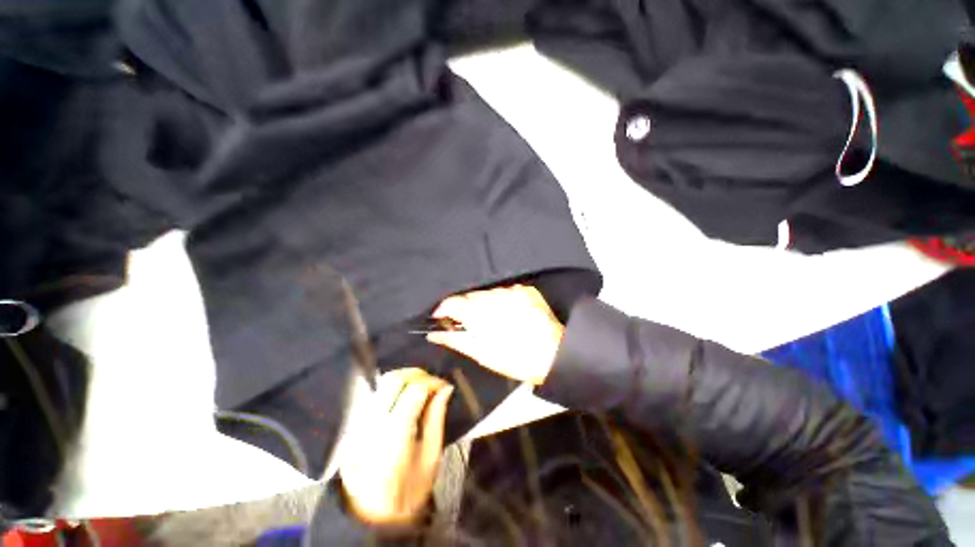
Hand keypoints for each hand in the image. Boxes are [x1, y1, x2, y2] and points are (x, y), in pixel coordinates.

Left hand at [339, 368, 453, 526]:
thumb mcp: (430, 458)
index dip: (432, 381)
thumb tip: (446, 388)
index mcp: (394, 439)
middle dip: (417, 374)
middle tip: (432, 383)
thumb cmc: (408, 494)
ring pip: (381, 384)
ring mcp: (357, 426)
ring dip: (404, 379)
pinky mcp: (352, 427)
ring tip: (420, 389)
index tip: (444, 385)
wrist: (370, 519)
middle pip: (393, 380)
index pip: (414, 390)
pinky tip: (403, 400)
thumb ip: (436, 418)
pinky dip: (392, 390)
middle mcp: (371, 427)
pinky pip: (375, 396)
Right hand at [426, 285, 563, 384]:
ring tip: (493, 320)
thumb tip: (434, 333)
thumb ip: (455, 339)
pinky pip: (506, 291)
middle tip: (469, 323)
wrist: (553, 354)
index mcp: (479, 312)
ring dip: (484, 304)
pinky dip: (502, 301)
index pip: (452, 302)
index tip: (441, 318)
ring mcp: (511, 291)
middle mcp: (493, 296)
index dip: (443, 310)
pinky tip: (508, 314)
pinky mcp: (525, 290)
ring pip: (488, 293)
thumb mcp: (481, 353)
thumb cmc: (513, 359)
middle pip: (470, 296)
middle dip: (465, 307)